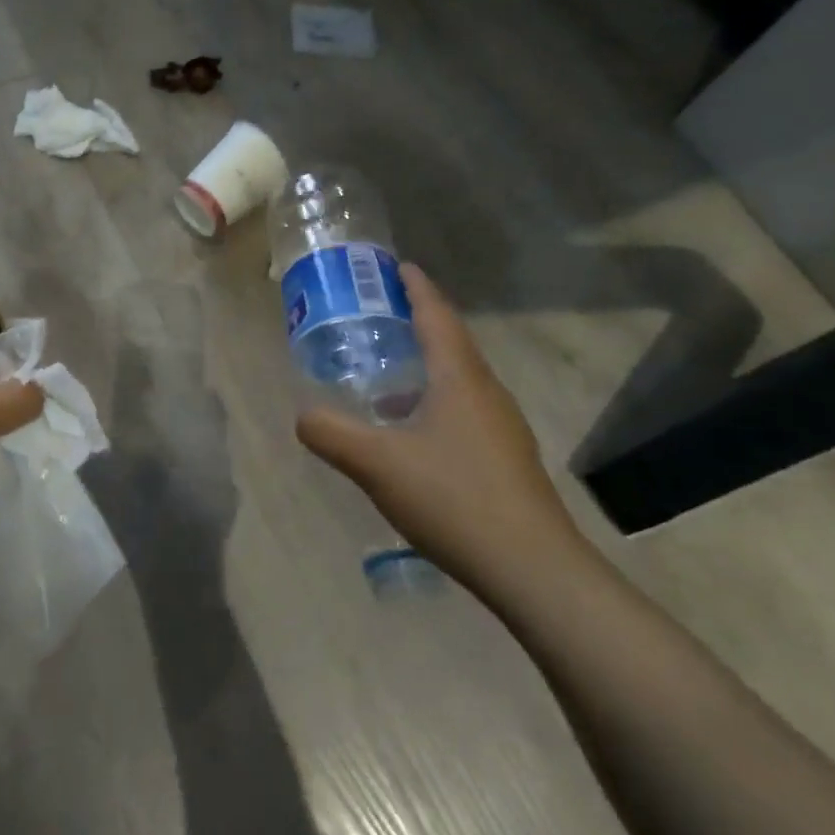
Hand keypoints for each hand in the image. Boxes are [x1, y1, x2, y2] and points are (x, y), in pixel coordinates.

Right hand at [296, 265, 583, 594]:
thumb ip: (332, 434)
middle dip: (416, 322)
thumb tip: (302, 415)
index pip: (436, 315)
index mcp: (460, 378)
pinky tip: (408, 433)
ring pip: (457, 379)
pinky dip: (432, 401)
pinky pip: (463, 410)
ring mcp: (501, 427)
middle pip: (450, 342)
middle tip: (377, 315)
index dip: (415, 287)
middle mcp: (486, 392)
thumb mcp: (377, 464)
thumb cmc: (454, 499)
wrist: (532, 569)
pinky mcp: (504, 458)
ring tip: (385, 374)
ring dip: (424, 366)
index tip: (395, 266)